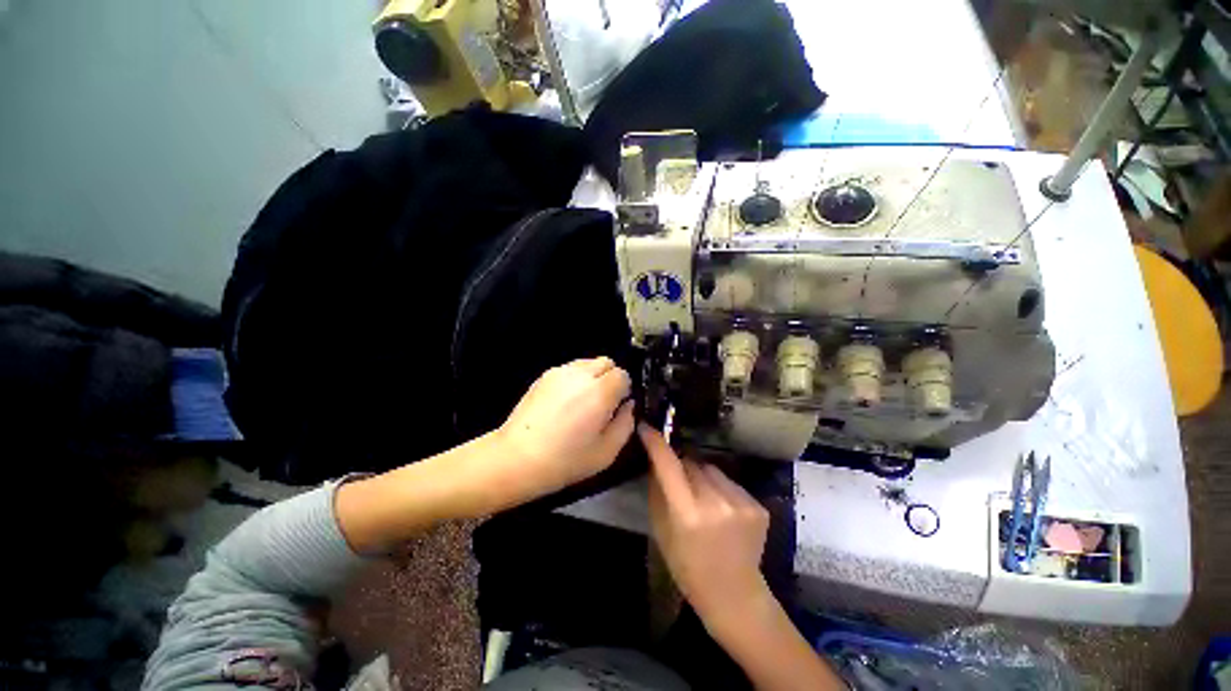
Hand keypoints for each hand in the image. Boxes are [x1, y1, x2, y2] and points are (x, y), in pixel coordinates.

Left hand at [495, 357, 633, 501]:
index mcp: (600, 392)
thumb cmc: (566, 460)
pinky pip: (570, 369)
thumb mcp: (607, 452)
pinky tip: (564, 402)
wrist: (517, 458)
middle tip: (601, 404)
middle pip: (607, 362)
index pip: (623, 374)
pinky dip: (575, 379)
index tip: (616, 407)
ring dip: (592, 377)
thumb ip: (626, 423)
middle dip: (610, 378)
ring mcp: (560, 371)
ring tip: (581, 402)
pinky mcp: (544, 375)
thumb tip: (628, 405)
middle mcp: (581, 374)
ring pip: (588, 363)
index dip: (623, 390)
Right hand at [639, 425, 770, 624]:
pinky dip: (721, 488)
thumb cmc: (687, 566)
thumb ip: (657, 491)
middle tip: (680, 486)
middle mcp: (716, 503)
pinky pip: (729, 482)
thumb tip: (655, 458)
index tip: (645, 427)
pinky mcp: (757, 505)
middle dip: (681, 467)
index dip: (655, 443)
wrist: (734, 594)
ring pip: (711, 469)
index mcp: (688, 514)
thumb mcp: (661, 531)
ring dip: (703, 476)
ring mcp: (740, 502)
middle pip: (691, 463)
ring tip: (704, 499)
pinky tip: (723, 511)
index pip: (668, 465)